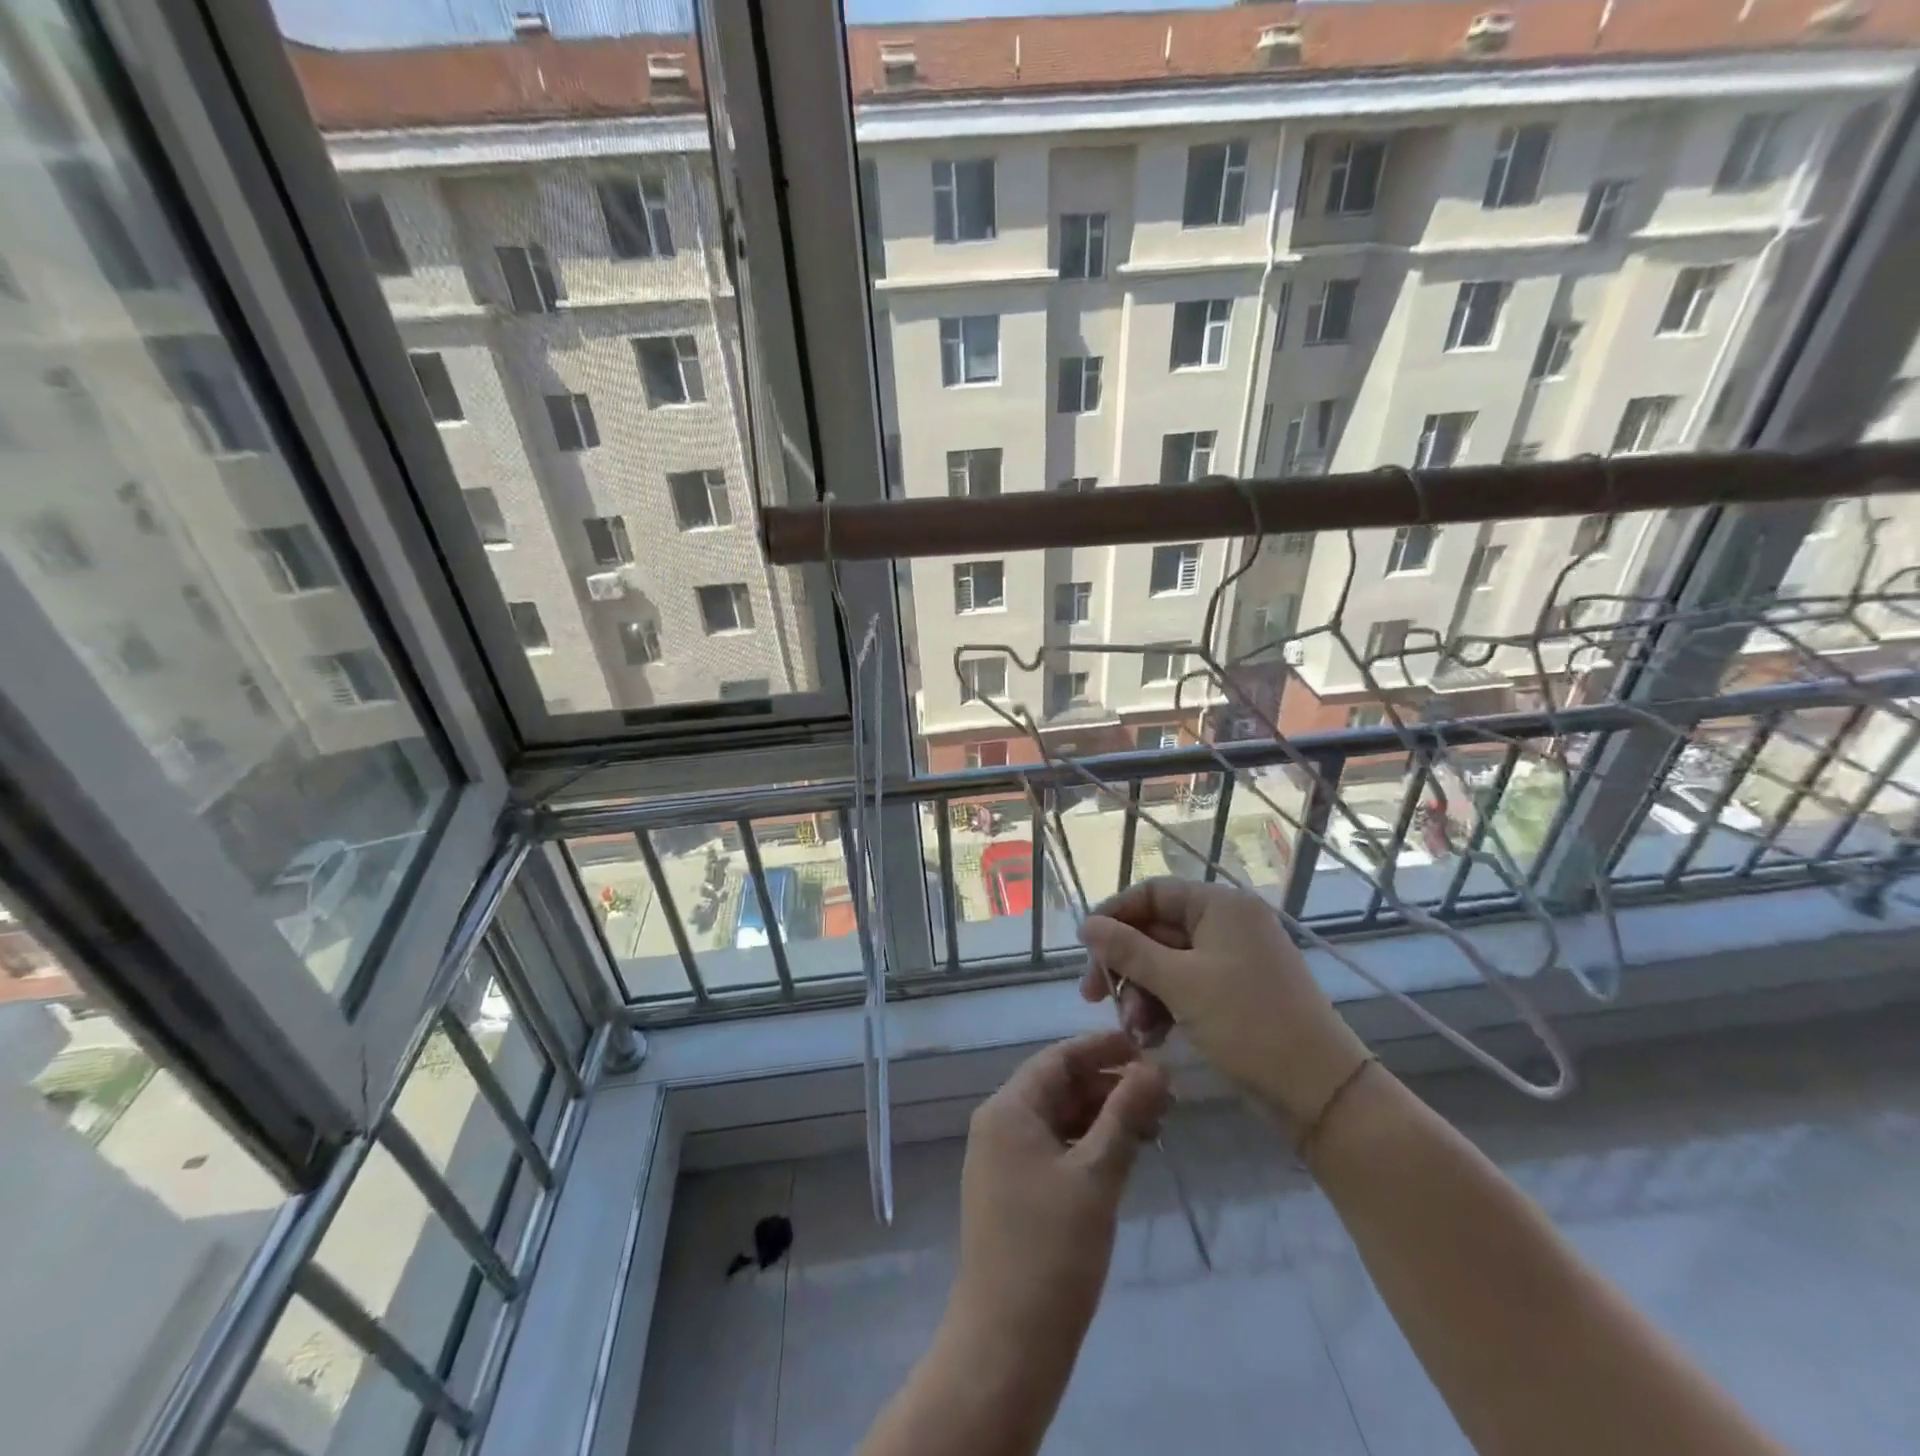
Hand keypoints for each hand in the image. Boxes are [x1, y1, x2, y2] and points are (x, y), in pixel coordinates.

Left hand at [951, 1031, 1168, 1352]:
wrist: (1006, 1344)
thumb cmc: (1051, 1251)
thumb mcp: (1095, 1176)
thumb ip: (1125, 1116)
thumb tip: (1155, 1068)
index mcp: (1007, 1109)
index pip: (1058, 1059)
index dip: (1102, 1049)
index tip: (1147, 1049)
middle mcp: (999, 1124)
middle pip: (1059, 1087)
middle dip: (1109, 1086)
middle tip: (1163, 1094)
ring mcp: (1003, 1160)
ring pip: (1059, 1120)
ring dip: (1103, 1117)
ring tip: (1155, 1125)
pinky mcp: (1014, 1192)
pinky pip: (1054, 1149)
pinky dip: (1088, 1146)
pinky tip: (1125, 1155)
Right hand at [1079, 878, 1368, 1125]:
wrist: (1321, 1092)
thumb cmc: (1248, 1024)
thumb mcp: (1180, 984)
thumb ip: (1128, 951)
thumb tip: (1087, 925)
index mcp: (1220, 905)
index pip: (1152, 893)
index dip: (1115, 916)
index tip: (1084, 948)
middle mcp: (1227, 924)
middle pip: (1156, 930)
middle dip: (1126, 966)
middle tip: (1093, 997)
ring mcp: (1233, 959)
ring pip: (1167, 963)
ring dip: (1142, 993)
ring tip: (1133, 1030)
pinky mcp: (1236, 993)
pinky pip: (1187, 987)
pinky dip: (1165, 1007)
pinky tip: (1152, 1038)